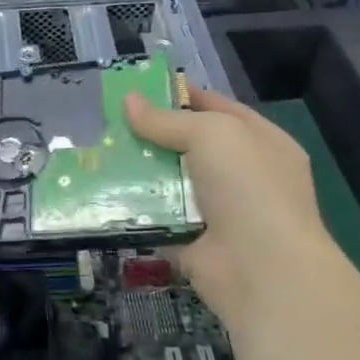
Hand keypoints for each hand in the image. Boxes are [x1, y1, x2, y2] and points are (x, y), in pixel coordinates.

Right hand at [124, 87, 347, 322]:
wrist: (261, 270)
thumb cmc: (248, 188)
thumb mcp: (211, 135)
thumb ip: (168, 119)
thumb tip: (129, 101)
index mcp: (261, 143)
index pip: (219, 109)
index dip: (183, 96)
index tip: (141, 89)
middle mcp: (243, 176)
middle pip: (190, 146)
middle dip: (153, 135)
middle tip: (109, 122)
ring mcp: (219, 212)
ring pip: (171, 182)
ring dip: (139, 171)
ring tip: (98, 153)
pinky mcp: (193, 242)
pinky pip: (159, 218)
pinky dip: (135, 210)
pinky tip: (103, 193)